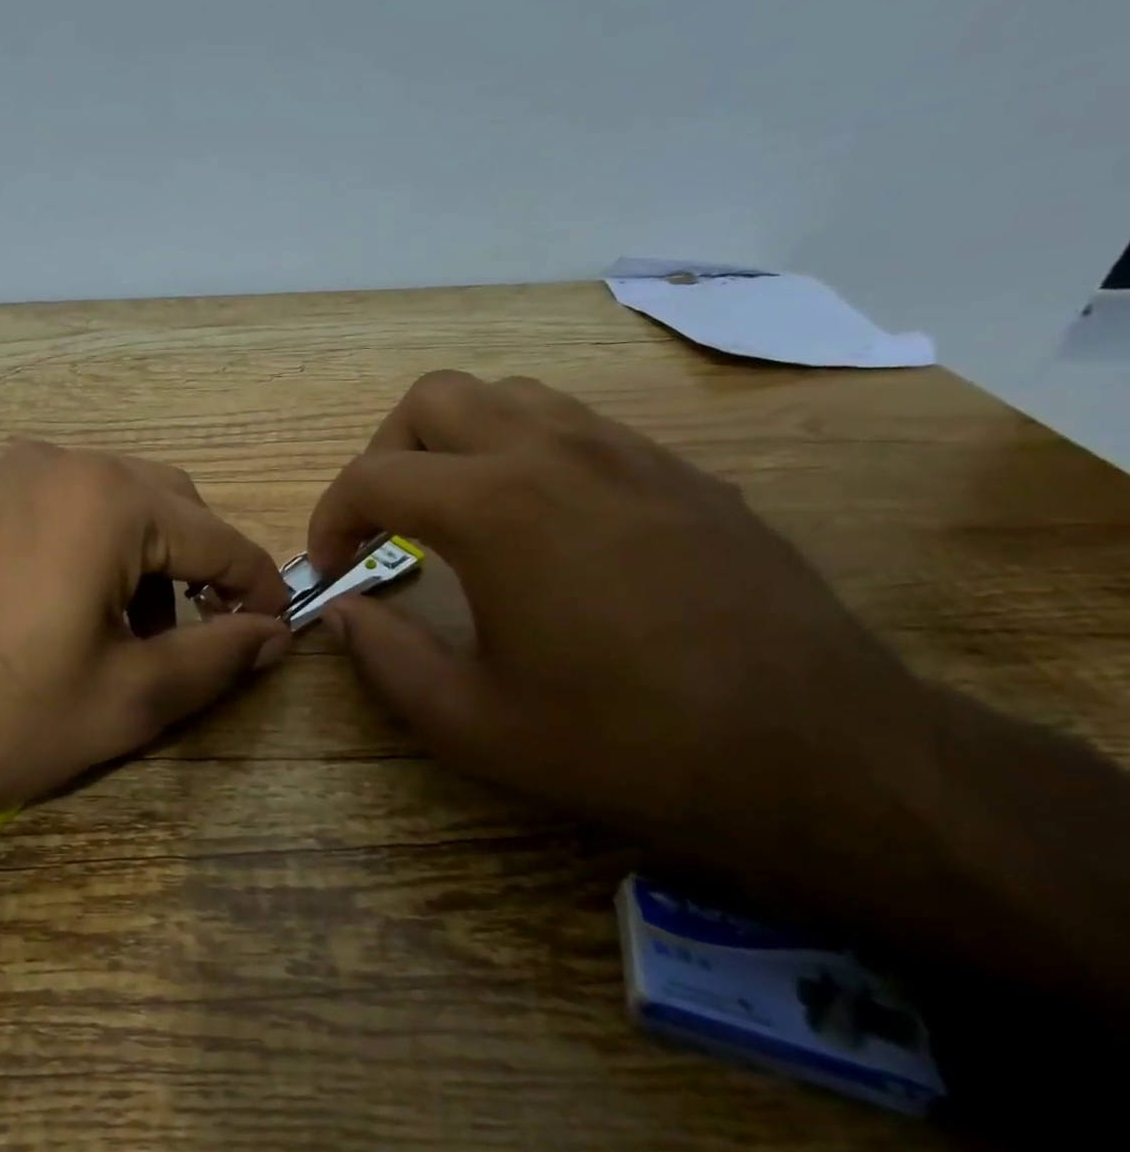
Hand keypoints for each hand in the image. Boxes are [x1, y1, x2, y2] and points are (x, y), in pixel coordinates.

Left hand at [0, 442, 291, 846]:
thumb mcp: (126, 698)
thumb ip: (216, 657)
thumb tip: (273, 632)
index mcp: (108, 499)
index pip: (217, 536)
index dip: (259, 584)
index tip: (279, 626)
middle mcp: (63, 463)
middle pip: (170, 503)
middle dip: (201, 566)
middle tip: (207, 632)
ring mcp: (10, 475)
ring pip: (118, 501)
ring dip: (149, 556)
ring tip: (139, 633)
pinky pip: (65, 507)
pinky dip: (98, 547)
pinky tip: (80, 608)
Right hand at [306, 371, 934, 874]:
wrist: (822, 756)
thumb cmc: (627, 744)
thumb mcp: (474, 724)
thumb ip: (385, 658)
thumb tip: (339, 611)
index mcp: (494, 507)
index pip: (372, 476)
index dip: (330, 518)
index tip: (330, 567)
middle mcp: (552, 452)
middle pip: (432, 398)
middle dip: (386, 452)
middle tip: (385, 521)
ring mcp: (623, 450)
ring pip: (506, 396)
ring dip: (456, 441)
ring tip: (455, 511)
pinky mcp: (676, 469)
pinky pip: (574, 425)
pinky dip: (524, 451)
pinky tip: (542, 523)